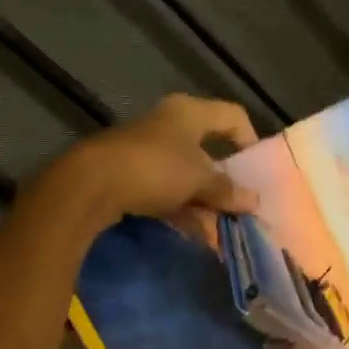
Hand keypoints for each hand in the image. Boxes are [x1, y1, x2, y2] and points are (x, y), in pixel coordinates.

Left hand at [46, 94, 259, 228]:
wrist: (90, 184)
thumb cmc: (154, 168)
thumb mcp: (198, 179)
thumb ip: (226, 190)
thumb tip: (253, 201)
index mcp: (188, 113)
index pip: (231, 116)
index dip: (249, 139)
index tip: (257, 171)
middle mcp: (168, 126)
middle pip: (207, 152)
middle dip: (225, 184)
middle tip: (241, 210)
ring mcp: (147, 152)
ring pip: (186, 177)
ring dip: (204, 204)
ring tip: (221, 233)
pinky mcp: (130, 176)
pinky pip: (165, 193)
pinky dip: (182, 211)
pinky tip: (195, 235)